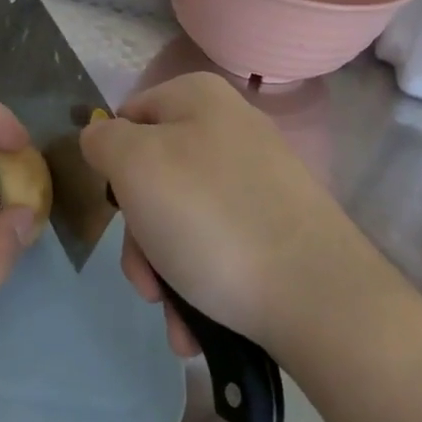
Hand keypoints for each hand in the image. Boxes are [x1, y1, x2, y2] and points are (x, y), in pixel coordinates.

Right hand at [81, 73, 374, 360]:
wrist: (319, 299)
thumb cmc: (209, 219)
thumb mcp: (134, 165)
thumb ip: (103, 140)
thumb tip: (102, 137)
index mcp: (198, 98)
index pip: (127, 117)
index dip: (112, 164)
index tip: (116, 209)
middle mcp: (230, 129)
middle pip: (152, 176)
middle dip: (139, 236)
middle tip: (146, 280)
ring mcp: (258, 180)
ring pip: (181, 219)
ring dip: (165, 271)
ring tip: (176, 318)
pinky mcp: (278, 226)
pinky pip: (218, 245)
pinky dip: (199, 282)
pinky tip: (197, 324)